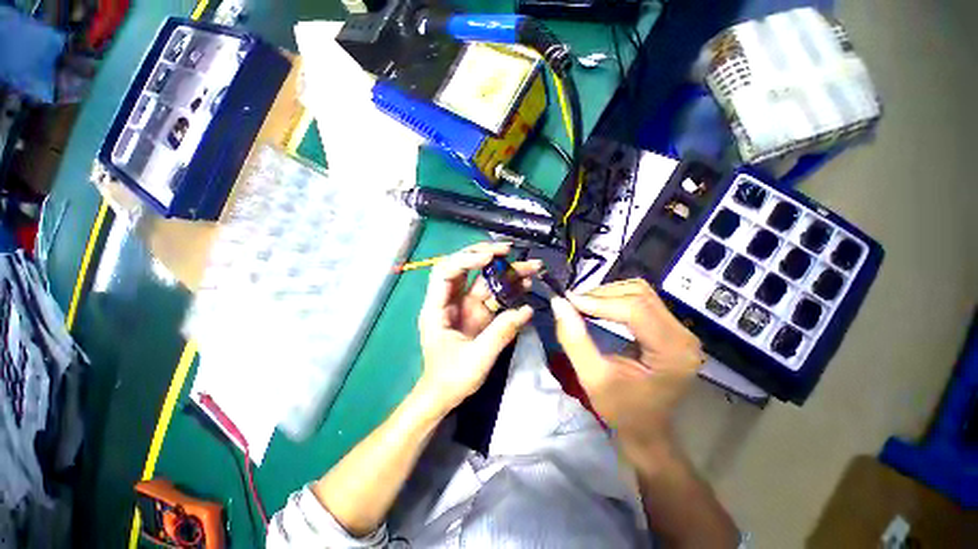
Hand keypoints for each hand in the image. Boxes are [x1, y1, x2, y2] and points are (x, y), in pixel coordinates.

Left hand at [416, 242, 538, 414]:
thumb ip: (501, 332)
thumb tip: (526, 310)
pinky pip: (492, 294)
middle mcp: (449, 301)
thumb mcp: (477, 358)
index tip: (490, 257)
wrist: (444, 395)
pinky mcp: (477, 312)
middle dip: (484, 254)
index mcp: (436, 308)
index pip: (445, 272)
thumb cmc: (451, 378)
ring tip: (528, 265)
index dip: (466, 259)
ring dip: (503, 270)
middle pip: (463, 267)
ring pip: (481, 278)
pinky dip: (507, 287)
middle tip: (507, 250)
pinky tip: (524, 283)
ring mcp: (464, 305)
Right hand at [550, 279, 704, 451]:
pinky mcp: (671, 327)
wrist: (647, 429)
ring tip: (583, 306)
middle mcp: (684, 336)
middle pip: (639, 295)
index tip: (568, 301)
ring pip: (640, 292)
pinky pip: (641, 299)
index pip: (635, 309)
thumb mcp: (592, 379)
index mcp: (672, 353)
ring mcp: (680, 330)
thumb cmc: (622, 411)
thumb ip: (574, 339)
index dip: (598, 301)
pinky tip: (598, 308)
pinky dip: (615, 298)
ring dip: (607, 294)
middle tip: (572, 305)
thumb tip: (559, 303)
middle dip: (601, 295)